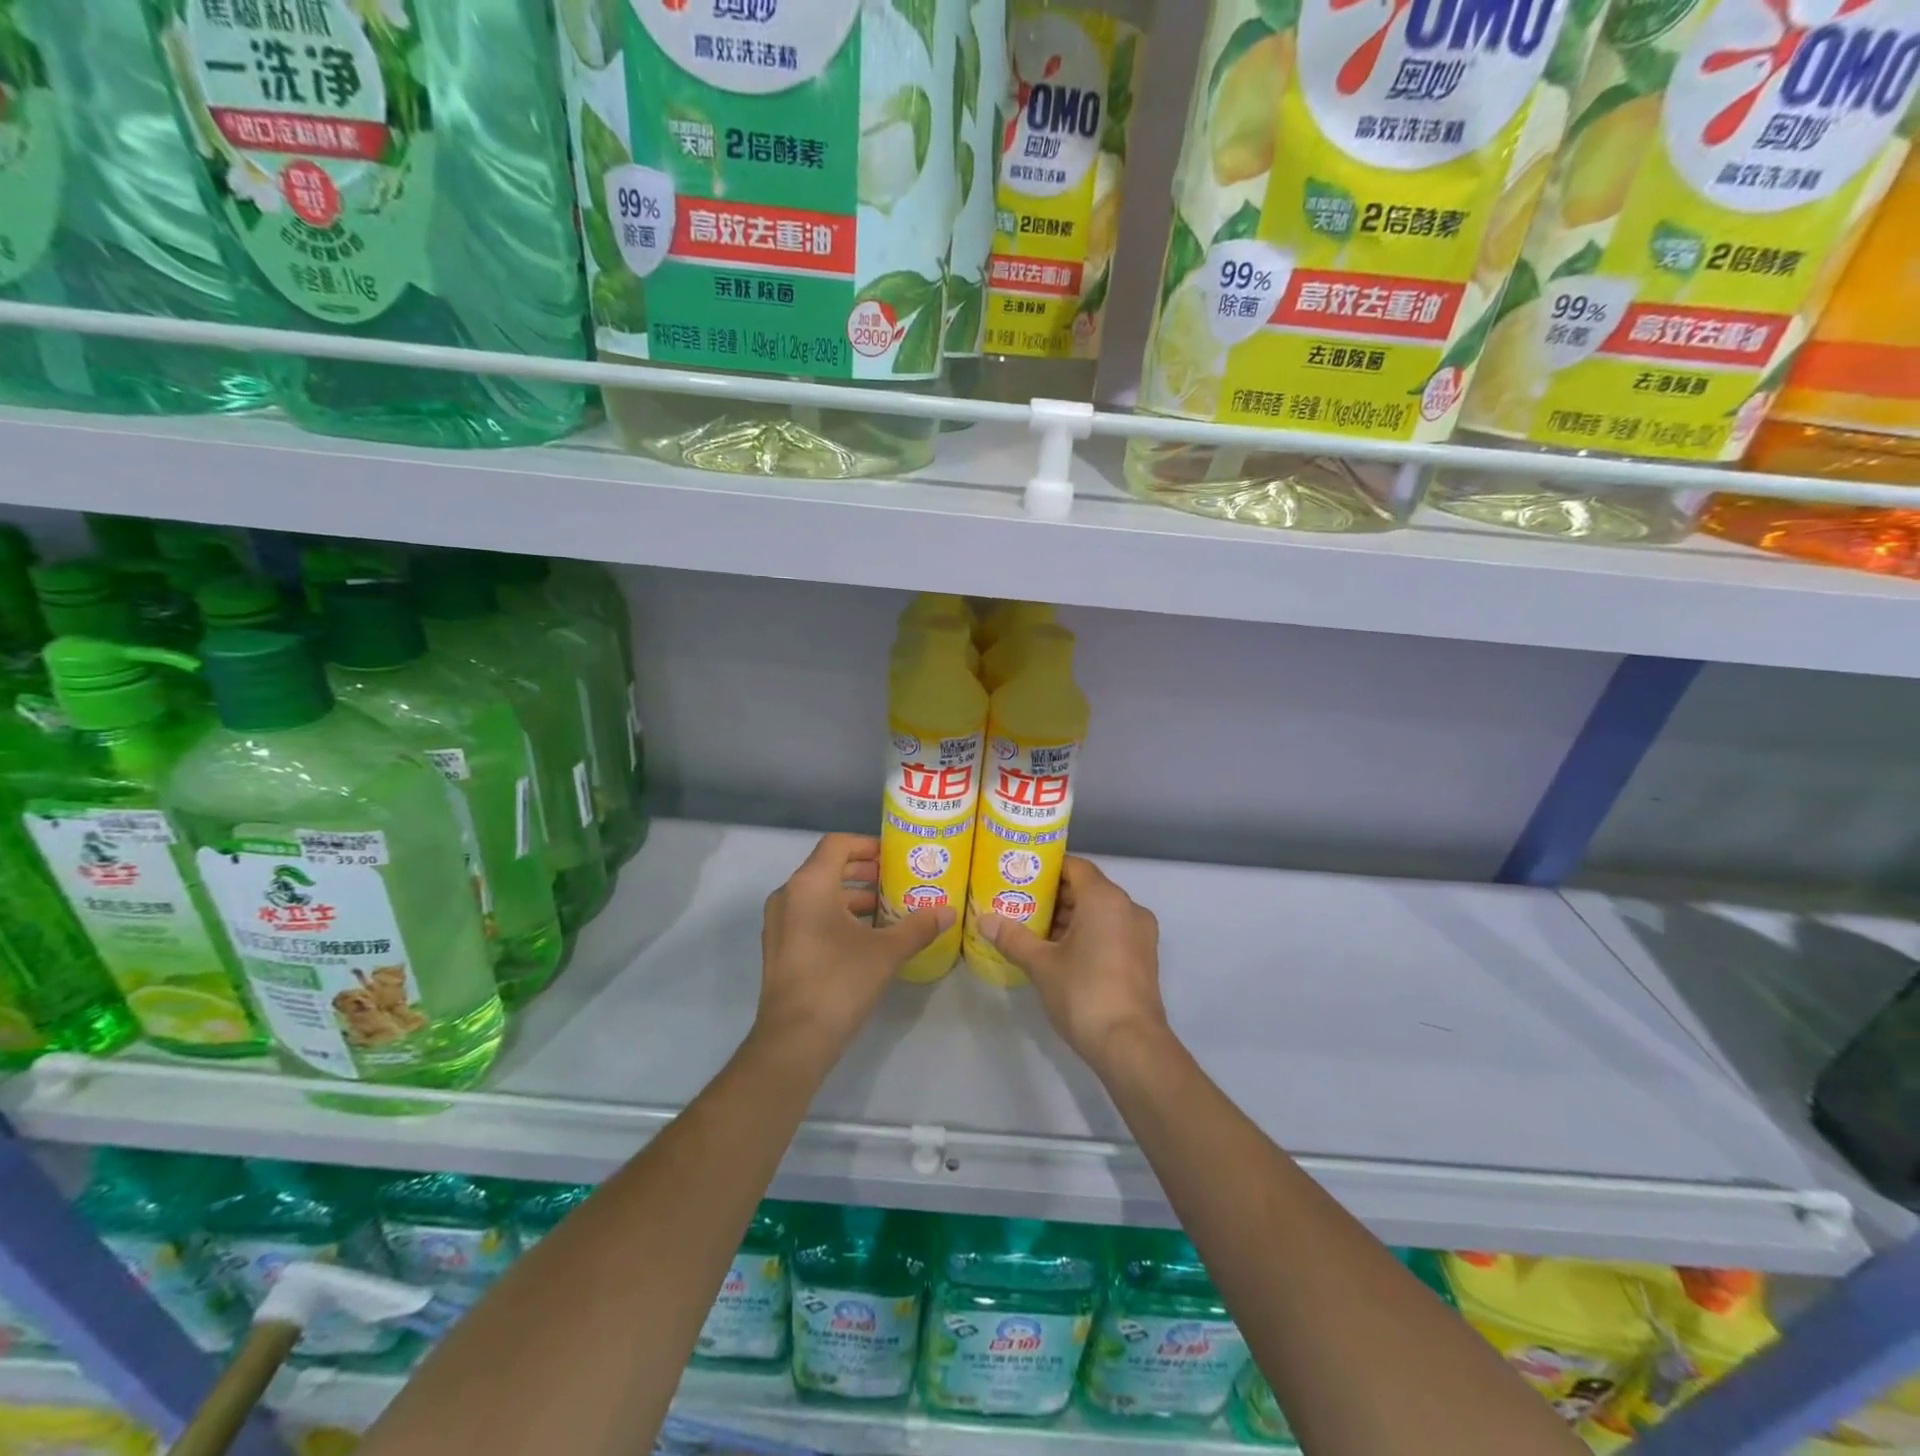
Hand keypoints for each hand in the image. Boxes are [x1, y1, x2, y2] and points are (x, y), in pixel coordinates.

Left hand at [755, 833, 951, 1073]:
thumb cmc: (839, 982)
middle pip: (828, 867)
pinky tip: (866, 936)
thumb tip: (949, 912)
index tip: (895, 856)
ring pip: (819, 894)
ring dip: (852, 895)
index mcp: (809, 885)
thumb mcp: (886, 952)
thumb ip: (918, 927)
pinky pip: (810, 915)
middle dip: (864, 871)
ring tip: (888, 908)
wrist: (794, 1041)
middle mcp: (788, 896)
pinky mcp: (781, 947)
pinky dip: (837, 915)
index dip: (868, 844)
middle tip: (898, 879)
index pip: (837, 844)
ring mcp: (780, 923)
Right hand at [977, 857, 1169, 1076]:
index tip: (1020, 876)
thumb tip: (983, 920)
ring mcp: (1140, 934)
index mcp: (1105, 899)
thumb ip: (1013, 938)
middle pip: (1087, 888)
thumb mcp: (1041, 964)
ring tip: (1033, 929)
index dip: (1046, 868)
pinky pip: (1111, 931)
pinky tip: (1058, 951)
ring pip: (1099, 912)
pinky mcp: (1143, 957)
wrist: (1131, 1046)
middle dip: (1053, 896)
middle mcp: (1128, 908)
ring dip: (1069, 917)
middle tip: (1019, 904)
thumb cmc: (1084, 994)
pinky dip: (1087, 933)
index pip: (1074, 866)